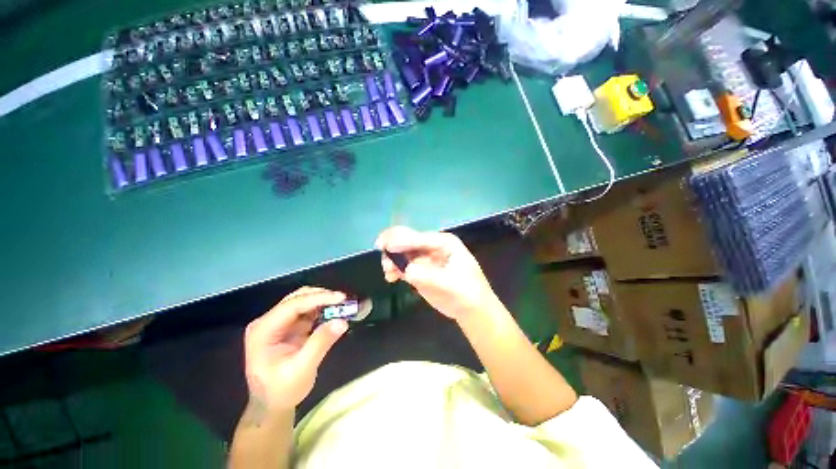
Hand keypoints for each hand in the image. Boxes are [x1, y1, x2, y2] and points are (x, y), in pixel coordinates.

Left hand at [244, 287, 348, 411]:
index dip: (318, 298)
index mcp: (263, 331)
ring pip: (304, 300)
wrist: (271, 405)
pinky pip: (308, 310)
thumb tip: (342, 322)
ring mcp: (278, 322)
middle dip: (322, 297)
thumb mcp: (301, 370)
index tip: (341, 298)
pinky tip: (334, 313)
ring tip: (342, 306)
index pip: (292, 306)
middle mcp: (268, 321)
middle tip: (344, 301)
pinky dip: (323, 309)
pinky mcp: (289, 325)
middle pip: (297, 298)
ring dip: (324, 301)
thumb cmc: (282, 391)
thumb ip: (320, 344)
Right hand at [376, 226, 501, 319]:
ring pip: (402, 252)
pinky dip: (394, 269)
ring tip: (388, 272)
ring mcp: (425, 258)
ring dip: (392, 259)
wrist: (471, 309)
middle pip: (408, 240)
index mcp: (443, 243)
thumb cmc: (467, 293)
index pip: (419, 238)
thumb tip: (407, 270)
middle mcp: (432, 246)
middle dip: (393, 246)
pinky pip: (403, 265)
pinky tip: (390, 277)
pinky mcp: (420, 270)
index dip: (402, 240)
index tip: (386, 246)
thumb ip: (429, 276)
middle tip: (383, 256)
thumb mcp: (451, 284)